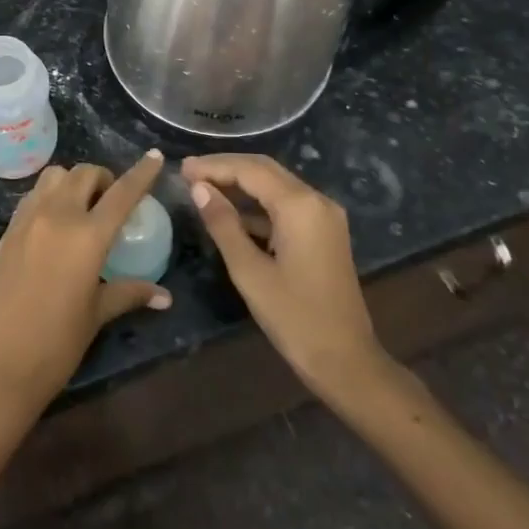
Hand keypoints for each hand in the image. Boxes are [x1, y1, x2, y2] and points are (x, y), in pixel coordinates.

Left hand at [0, 152, 171, 415]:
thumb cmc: (56, 344)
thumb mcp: (96, 315)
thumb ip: (129, 293)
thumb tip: (164, 296)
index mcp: (87, 236)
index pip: (122, 193)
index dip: (142, 173)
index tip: (155, 156)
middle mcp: (57, 216)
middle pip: (84, 174)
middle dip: (103, 179)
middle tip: (112, 201)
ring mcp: (28, 220)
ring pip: (54, 177)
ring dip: (73, 182)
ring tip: (81, 207)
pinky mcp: (7, 231)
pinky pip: (33, 196)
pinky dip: (49, 196)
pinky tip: (54, 223)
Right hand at [183, 154, 388, 404]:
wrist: (347, 362)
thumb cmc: (294, 318)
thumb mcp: (249, 271)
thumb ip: (223, 224)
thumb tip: (199, 188)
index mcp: (299, 205)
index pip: (249, 170)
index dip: (213, 166)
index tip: (181, 169)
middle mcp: (316, 200)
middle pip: (265, 169)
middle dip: (226, 168)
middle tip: (189, 174)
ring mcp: (324, 216)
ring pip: (276, 185)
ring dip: (241, 184)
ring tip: (203, 189)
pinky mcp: (324, 232)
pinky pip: (286, 205)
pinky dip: (258, 204)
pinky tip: (231, 214)